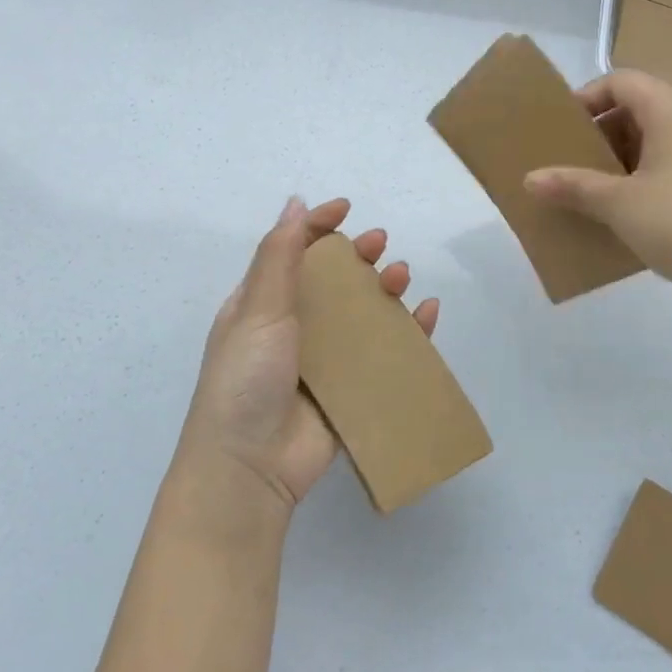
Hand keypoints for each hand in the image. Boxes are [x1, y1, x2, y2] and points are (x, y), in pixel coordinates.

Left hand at [171, 197, 438, 522]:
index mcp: (263, 305)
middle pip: (333, 279)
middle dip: (358, 255)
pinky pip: (385, 351)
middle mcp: (293, 326)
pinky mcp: (350, 387)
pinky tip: (426, 313)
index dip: (319, 226)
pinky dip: (409, 330)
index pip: (293, 252)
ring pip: (363, 312)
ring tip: (401, 277)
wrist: (249, 468)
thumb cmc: (245, 380)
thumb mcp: (257, 310)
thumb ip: (279, 257)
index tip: (347, 209)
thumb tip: (296, 203)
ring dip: (385, 288)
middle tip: (379, 244)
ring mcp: (324, 359)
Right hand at [523, 69, 671, 300]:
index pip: (620, 81)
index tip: (560, 131)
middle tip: (568, 162)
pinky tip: (620, 211)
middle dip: (598, 133)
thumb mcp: (618, 203)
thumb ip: (573, 186)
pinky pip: (667, 165)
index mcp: (670, 108)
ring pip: (651, 140)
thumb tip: (530, 179)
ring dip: (617, 160)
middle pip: (635, 108)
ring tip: (587, 188)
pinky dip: (639, 178)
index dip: (586, 99)